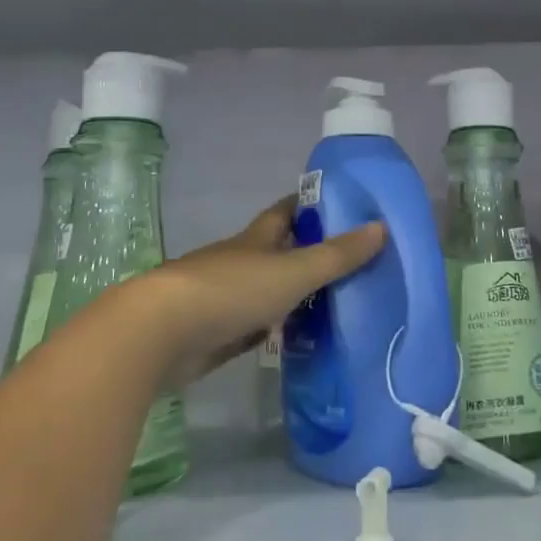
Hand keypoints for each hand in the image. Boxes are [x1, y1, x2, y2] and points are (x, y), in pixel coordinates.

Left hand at [141, 199, 384, 386]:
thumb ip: (337, 255)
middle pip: (277, 251)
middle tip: (348, 260)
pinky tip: (296, 337)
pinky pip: (254, 327)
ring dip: (292, 294)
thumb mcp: (294, 271)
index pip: (285, 212)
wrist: (159, 335)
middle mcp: (239, 263)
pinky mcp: (213, 334)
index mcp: (256, 240)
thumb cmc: (230, 290)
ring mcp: (223, 299)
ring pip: (266, 290)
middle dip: (306, 251)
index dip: (309, 205)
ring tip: (333, 301)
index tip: (338, 203)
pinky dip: (275, 328)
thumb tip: (381, 227)